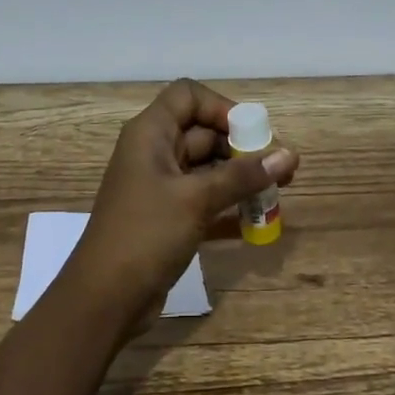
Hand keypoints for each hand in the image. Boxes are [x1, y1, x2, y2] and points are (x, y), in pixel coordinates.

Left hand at [62, 80, 298, 330]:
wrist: (105, 298)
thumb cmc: (146, 234)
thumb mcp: (196, 200)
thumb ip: (243, 176)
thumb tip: (290, 154)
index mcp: (150, 134)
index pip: (188, 96)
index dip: (222, 108)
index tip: (251, 135)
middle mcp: (154, 153)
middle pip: (203, 132)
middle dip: (242, 148)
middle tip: (280, 170)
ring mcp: (160, 187)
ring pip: (208, 169)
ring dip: (241, 178)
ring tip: (278, 195)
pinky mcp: (168, 217)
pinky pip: (205, 199)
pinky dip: (229, 205)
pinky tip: (259, 222)